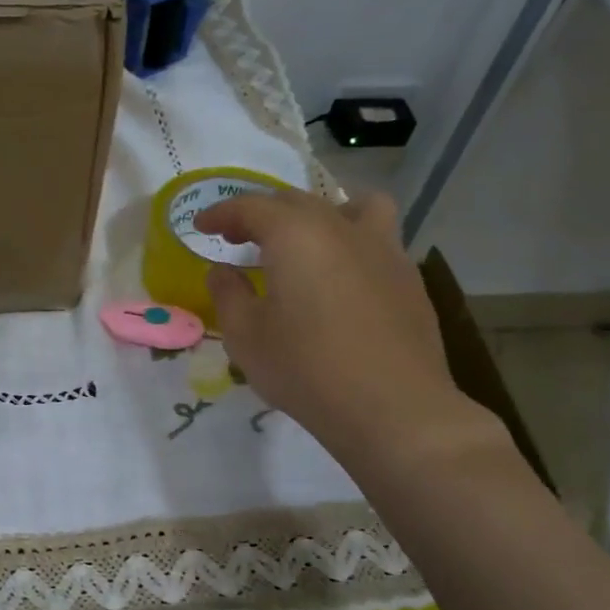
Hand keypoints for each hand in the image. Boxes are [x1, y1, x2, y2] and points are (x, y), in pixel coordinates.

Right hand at [195, 189, 500, 474]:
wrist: (391, 408)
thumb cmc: (305, 368)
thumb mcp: (245, 336)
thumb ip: (228, 294)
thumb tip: (222, 270)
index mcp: (297, 235)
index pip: (251, 207)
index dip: (221, 212)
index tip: (201, 225)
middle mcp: (342, 229)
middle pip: (298, 201)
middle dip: (262, 213)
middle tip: (237, 237)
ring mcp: (384, 250)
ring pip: (354, 207)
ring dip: (321, 213)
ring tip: (306, 239)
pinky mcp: (408, 278)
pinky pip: (376, 241)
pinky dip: (349, 244)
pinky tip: (339, 280)